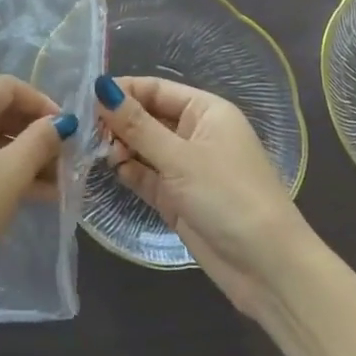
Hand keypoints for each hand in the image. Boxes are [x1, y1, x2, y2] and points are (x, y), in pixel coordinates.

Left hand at [0, 75, 77, 306]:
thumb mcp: (8, 177)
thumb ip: (39, 142)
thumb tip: (61, 122)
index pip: (7, 87)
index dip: (42, 104)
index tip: (69, 130)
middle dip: (32, 134)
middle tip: (64, 161)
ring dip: (17, 156)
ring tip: (54, 185)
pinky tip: (24, 193)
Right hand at [96, 74, 305, 317]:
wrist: (268, 269)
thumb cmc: (228, 196)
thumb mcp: (179, 157)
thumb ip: (136, 124)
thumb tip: (100, 86)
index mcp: (205, 111)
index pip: (156, 89)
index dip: (123, 91)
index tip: (86, 99)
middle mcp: (196, 134)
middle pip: (147, 117)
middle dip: (119, 122)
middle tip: (89, 132)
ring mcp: (186, 168)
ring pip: (144, 147)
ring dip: (121, 148)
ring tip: (101, 154)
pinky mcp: (178, 198)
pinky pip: (146, 175)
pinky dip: (130, 172)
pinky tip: (113, 171)